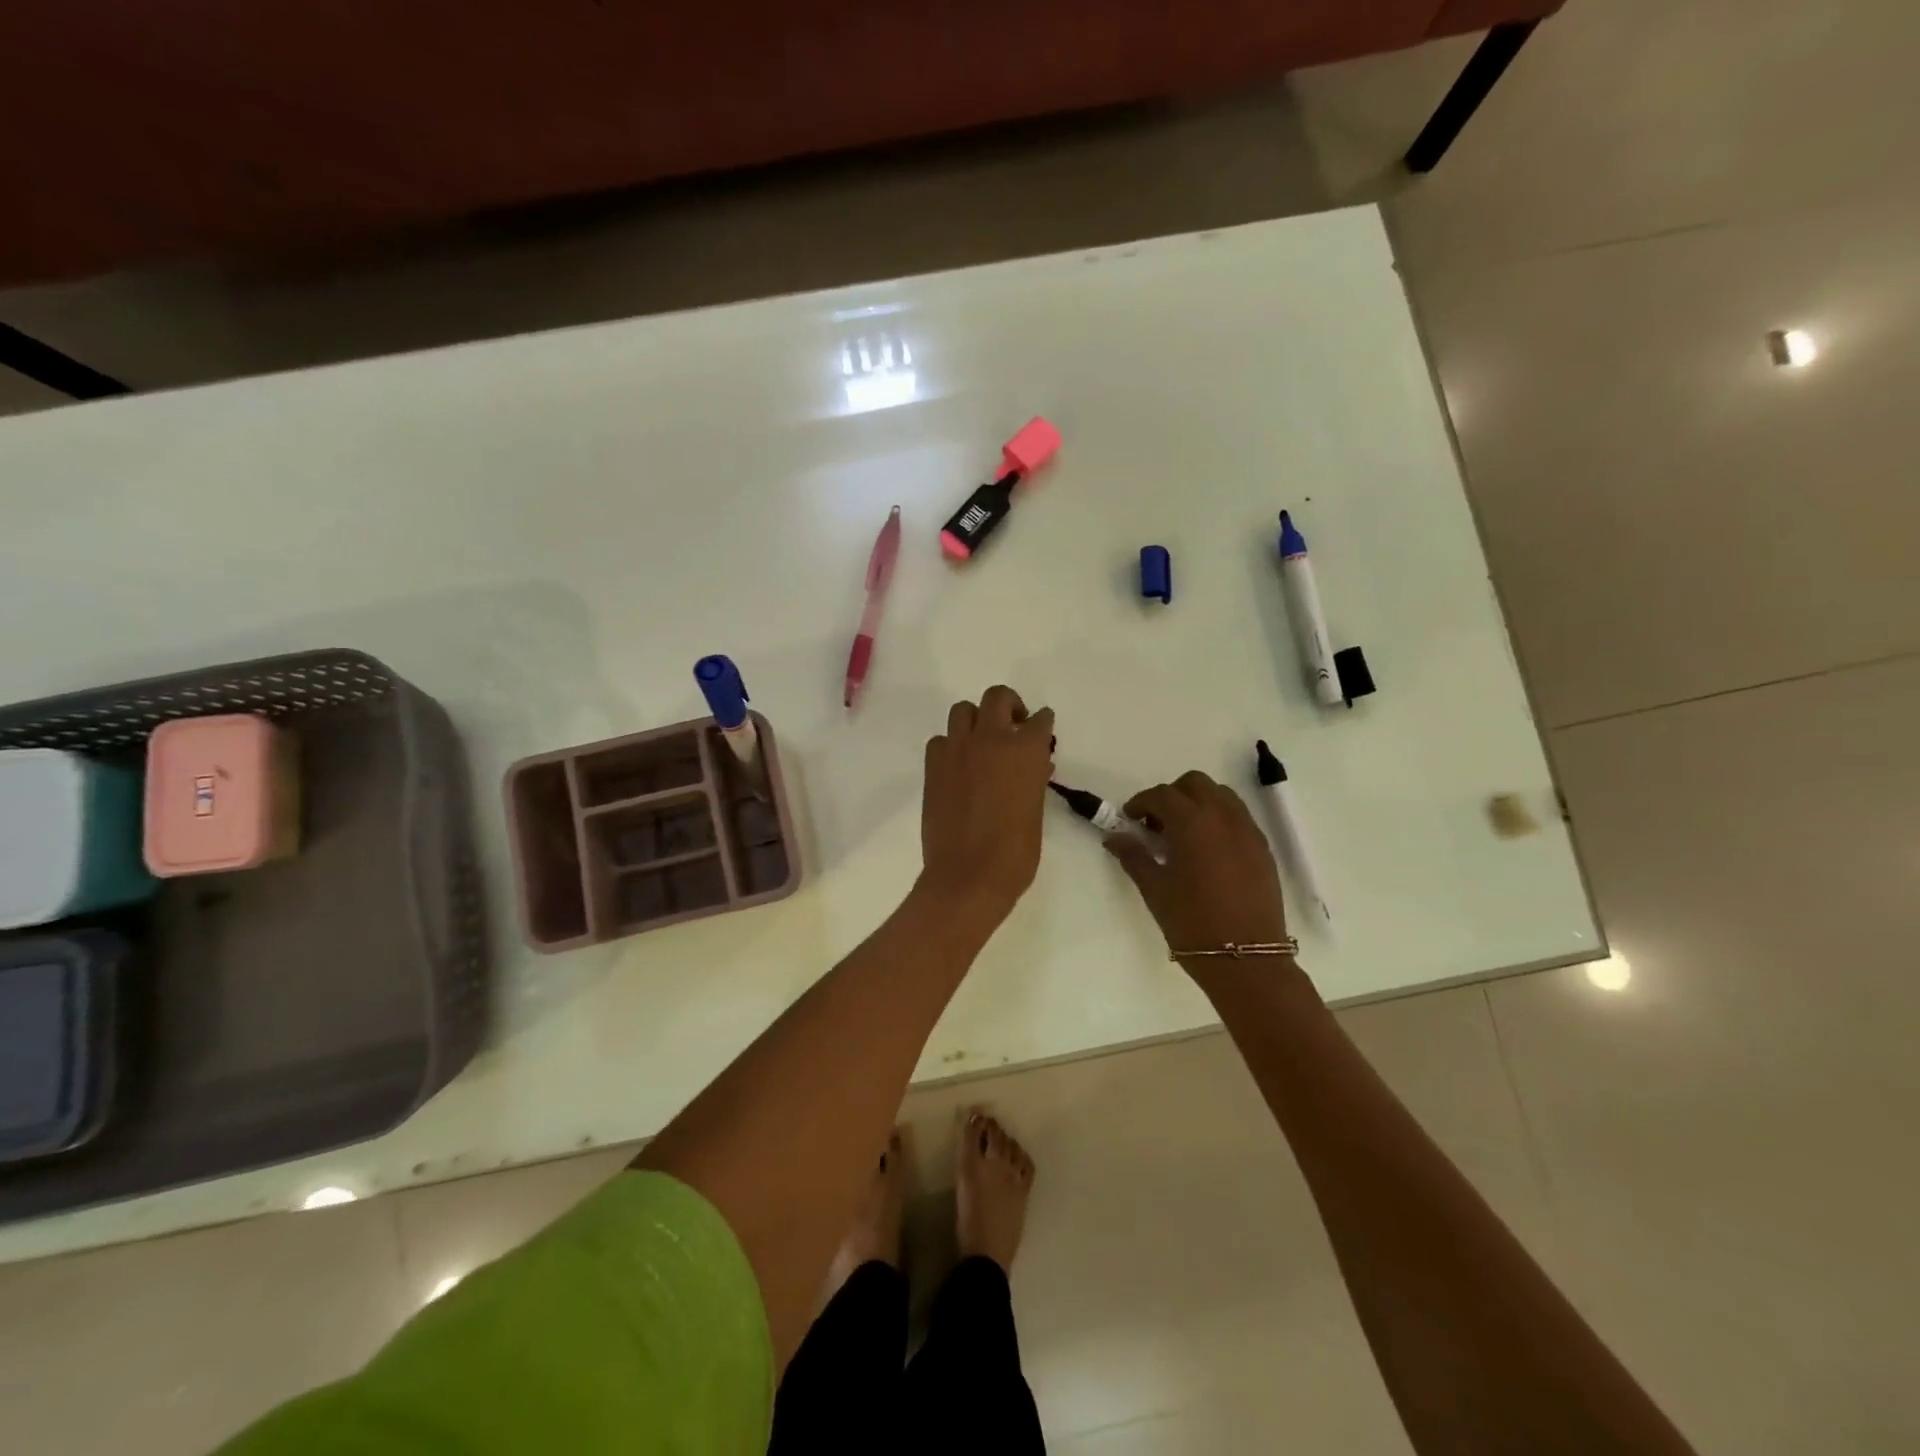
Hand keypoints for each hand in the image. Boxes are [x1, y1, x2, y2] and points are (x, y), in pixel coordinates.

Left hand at [920, 686, 1055, 930]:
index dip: (1041, 724)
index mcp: (1026, 750)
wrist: (968, 876)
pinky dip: (951, 745)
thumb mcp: (1036, 810)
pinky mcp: (933, 766)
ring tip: (982, 743)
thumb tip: (1033, 766)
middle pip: (997, 697)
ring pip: (963, 710)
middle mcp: (991, 739)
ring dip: (976, 720)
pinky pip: (941, 739)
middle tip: (1013, 726)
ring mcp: (958, 750)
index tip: (1041, 730)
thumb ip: (1033, 779)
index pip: (1039, 720)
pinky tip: (958, 766)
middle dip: (1009, 706)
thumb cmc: (1015, 852)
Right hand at [1105, 771, 1289, 961]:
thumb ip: (1133, 856)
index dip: (1141, 802)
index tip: (1129, 819)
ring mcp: (1247, 831)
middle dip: (1172, 795)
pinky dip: (1219, 819)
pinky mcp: (1263, 848)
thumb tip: (1115, 837)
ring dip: (1198, 803)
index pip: (1161, 795)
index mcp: (1191, 822)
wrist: (1246, 959)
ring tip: (1184, 834)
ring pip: (1221, 795)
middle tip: (1156, 823)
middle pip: (1195, 784)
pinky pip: (1239, 817)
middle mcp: (1222, 817)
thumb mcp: (1154, 889)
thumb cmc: (1191, 923)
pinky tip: (1208, 850)